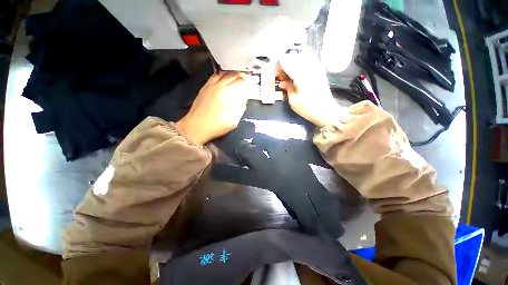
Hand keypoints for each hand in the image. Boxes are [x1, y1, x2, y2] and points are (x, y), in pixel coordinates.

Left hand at [176, 71, 255, 144]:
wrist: (195, 127)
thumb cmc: (215, 126)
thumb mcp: (233, 120)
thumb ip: (241, 106)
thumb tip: (246, 95)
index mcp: (227, 95)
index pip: (243, 83)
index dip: (251, 83)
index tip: (255, 85)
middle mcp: (220, 86)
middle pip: (236, 75)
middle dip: (245, 77)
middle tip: (249, 80)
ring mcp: (212, 85)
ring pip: (227, 73)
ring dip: (235, 74)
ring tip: (240, 77)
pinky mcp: (206, 86)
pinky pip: (217, 74)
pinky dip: (224, 74)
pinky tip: (227, 77)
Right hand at [276, 53, 342, 126]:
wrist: (328, 112)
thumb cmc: (310, 108)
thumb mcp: (293, 100)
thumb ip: (287, 87)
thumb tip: (282, 83)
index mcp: (300, 73)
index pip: (284, 61)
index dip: (278, 68)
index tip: (277, 77)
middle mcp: (308, 67)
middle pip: (291, 58)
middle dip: (285, 66)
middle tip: (283, 78)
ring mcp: (315, 68)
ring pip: (299, 59)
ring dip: (293, 66)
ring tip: (291, 78)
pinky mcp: (319, 72)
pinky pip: (307, 63)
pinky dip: (300, 68)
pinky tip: (299, 79)